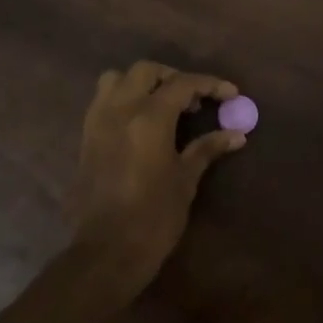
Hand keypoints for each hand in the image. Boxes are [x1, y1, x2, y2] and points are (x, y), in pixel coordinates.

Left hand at [68, 61, 245, 294]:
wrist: (106, 251)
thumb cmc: (154, 217)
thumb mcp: (185, 180)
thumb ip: (207, 149)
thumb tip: (236, 134)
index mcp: (148, 118)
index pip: (182, 84)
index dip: (209, 84)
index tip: (231, 94)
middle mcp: (119, 110)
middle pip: (146, 71)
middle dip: (173, 78)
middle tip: (195, 100)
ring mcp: (97, 122)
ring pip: (117, 79)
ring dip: (142, 83)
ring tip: (163, 105)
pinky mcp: (86, 137)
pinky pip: (103, 101)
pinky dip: (124, 99)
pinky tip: (141, 123)